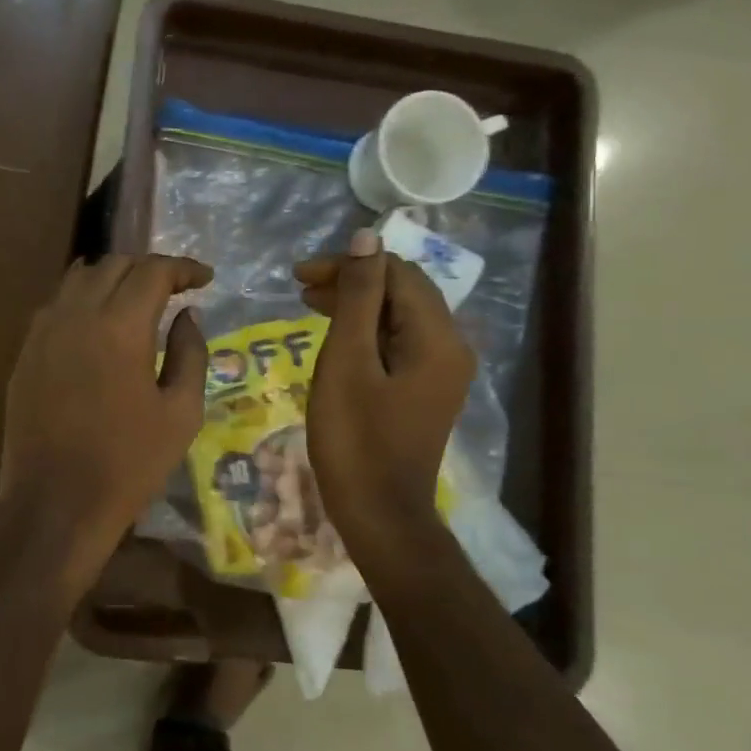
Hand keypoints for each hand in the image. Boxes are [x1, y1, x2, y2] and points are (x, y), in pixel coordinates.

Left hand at [0, 254, 210, 568]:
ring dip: (112, 278)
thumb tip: (187, 315)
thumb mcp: (181, 413)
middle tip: (174, 288)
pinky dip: (82, 300)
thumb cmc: (129, 463)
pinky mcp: (25, 353)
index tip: (205, 279)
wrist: (56, 503)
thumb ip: (190, 353)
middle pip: (113, 265)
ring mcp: (43, 332)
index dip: (183, 268)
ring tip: (135, 298)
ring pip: (78, 278)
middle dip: (149, 268)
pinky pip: (55, 306)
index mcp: (119, 328)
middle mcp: (76, 315)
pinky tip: (97, 325)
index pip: (153, 271)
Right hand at [295, 229, 475, 551]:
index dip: (349, 264)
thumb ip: (358, 296)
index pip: (397, 273)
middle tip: (300, 288)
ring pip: (398, 318)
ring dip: (356, 305)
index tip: (299, 276)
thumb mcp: (347, 361)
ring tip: (310, 305)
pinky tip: (336, 337)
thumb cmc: (355, 438)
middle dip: (352, 282)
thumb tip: (367, 236)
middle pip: (402, 292)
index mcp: (437, 337)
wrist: (379, 513)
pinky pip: (398, 344)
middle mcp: (450, 347)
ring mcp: (441, 372)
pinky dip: (366, 333)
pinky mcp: (425, 391)